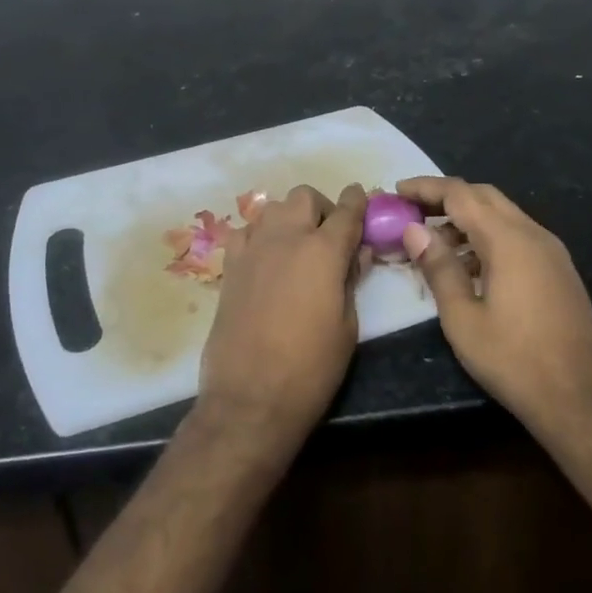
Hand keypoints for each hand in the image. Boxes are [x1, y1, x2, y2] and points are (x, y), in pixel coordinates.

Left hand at [197, 183, 368, 452]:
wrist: (250, 396)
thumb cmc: (311, 368)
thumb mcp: (347, 327)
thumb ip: (351, 280)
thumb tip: (357, 253)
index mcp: (323, 251)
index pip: (346, 210)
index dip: (357, 200)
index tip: (361, 197)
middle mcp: (286, 237)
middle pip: (304, 196)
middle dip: (321, 207)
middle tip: (328, 236)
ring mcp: (252, 247)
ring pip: (273, 207)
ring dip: (289, 218)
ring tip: (297, 247)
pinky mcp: (230, 264)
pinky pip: (246, 231)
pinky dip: (260, 235)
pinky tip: (265, 259)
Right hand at [397, 177, 591, 434]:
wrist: (584, 402)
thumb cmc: (515, 361)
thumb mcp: (463, 319)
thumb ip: (439, 268)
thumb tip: (414, 230)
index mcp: (508, 240)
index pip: (460, 194)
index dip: (426, 187)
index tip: (397, 190)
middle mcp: (533, 234)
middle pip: (484, 196)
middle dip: (446, 197)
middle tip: (412, 210)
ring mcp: (551, 252)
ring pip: (502, 216)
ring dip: (467, 218)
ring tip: (433, 242)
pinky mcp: (559, 271)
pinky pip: (517, 236)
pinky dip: (487, 237)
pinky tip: (468, 266)